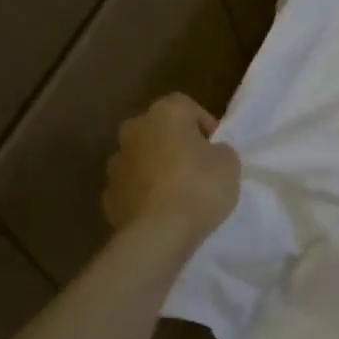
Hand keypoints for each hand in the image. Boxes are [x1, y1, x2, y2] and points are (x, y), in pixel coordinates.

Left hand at [102, 94, 239, 245]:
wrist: (158, 233)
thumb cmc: (199, 187)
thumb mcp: (230, 163)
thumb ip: (220, 150)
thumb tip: (209, 153)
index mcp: (164, 114)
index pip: (186, 105)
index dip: (204, 124)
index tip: (216, 147)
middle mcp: (134, 130)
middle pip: (158, 129)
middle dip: (176, 143)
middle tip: (198, 166)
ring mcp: (115, 162)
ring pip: (142, 157)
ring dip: (157, 166)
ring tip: (179, 191)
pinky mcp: (108, 193)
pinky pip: (133, 185)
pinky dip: (145, 192)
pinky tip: (162, 209)